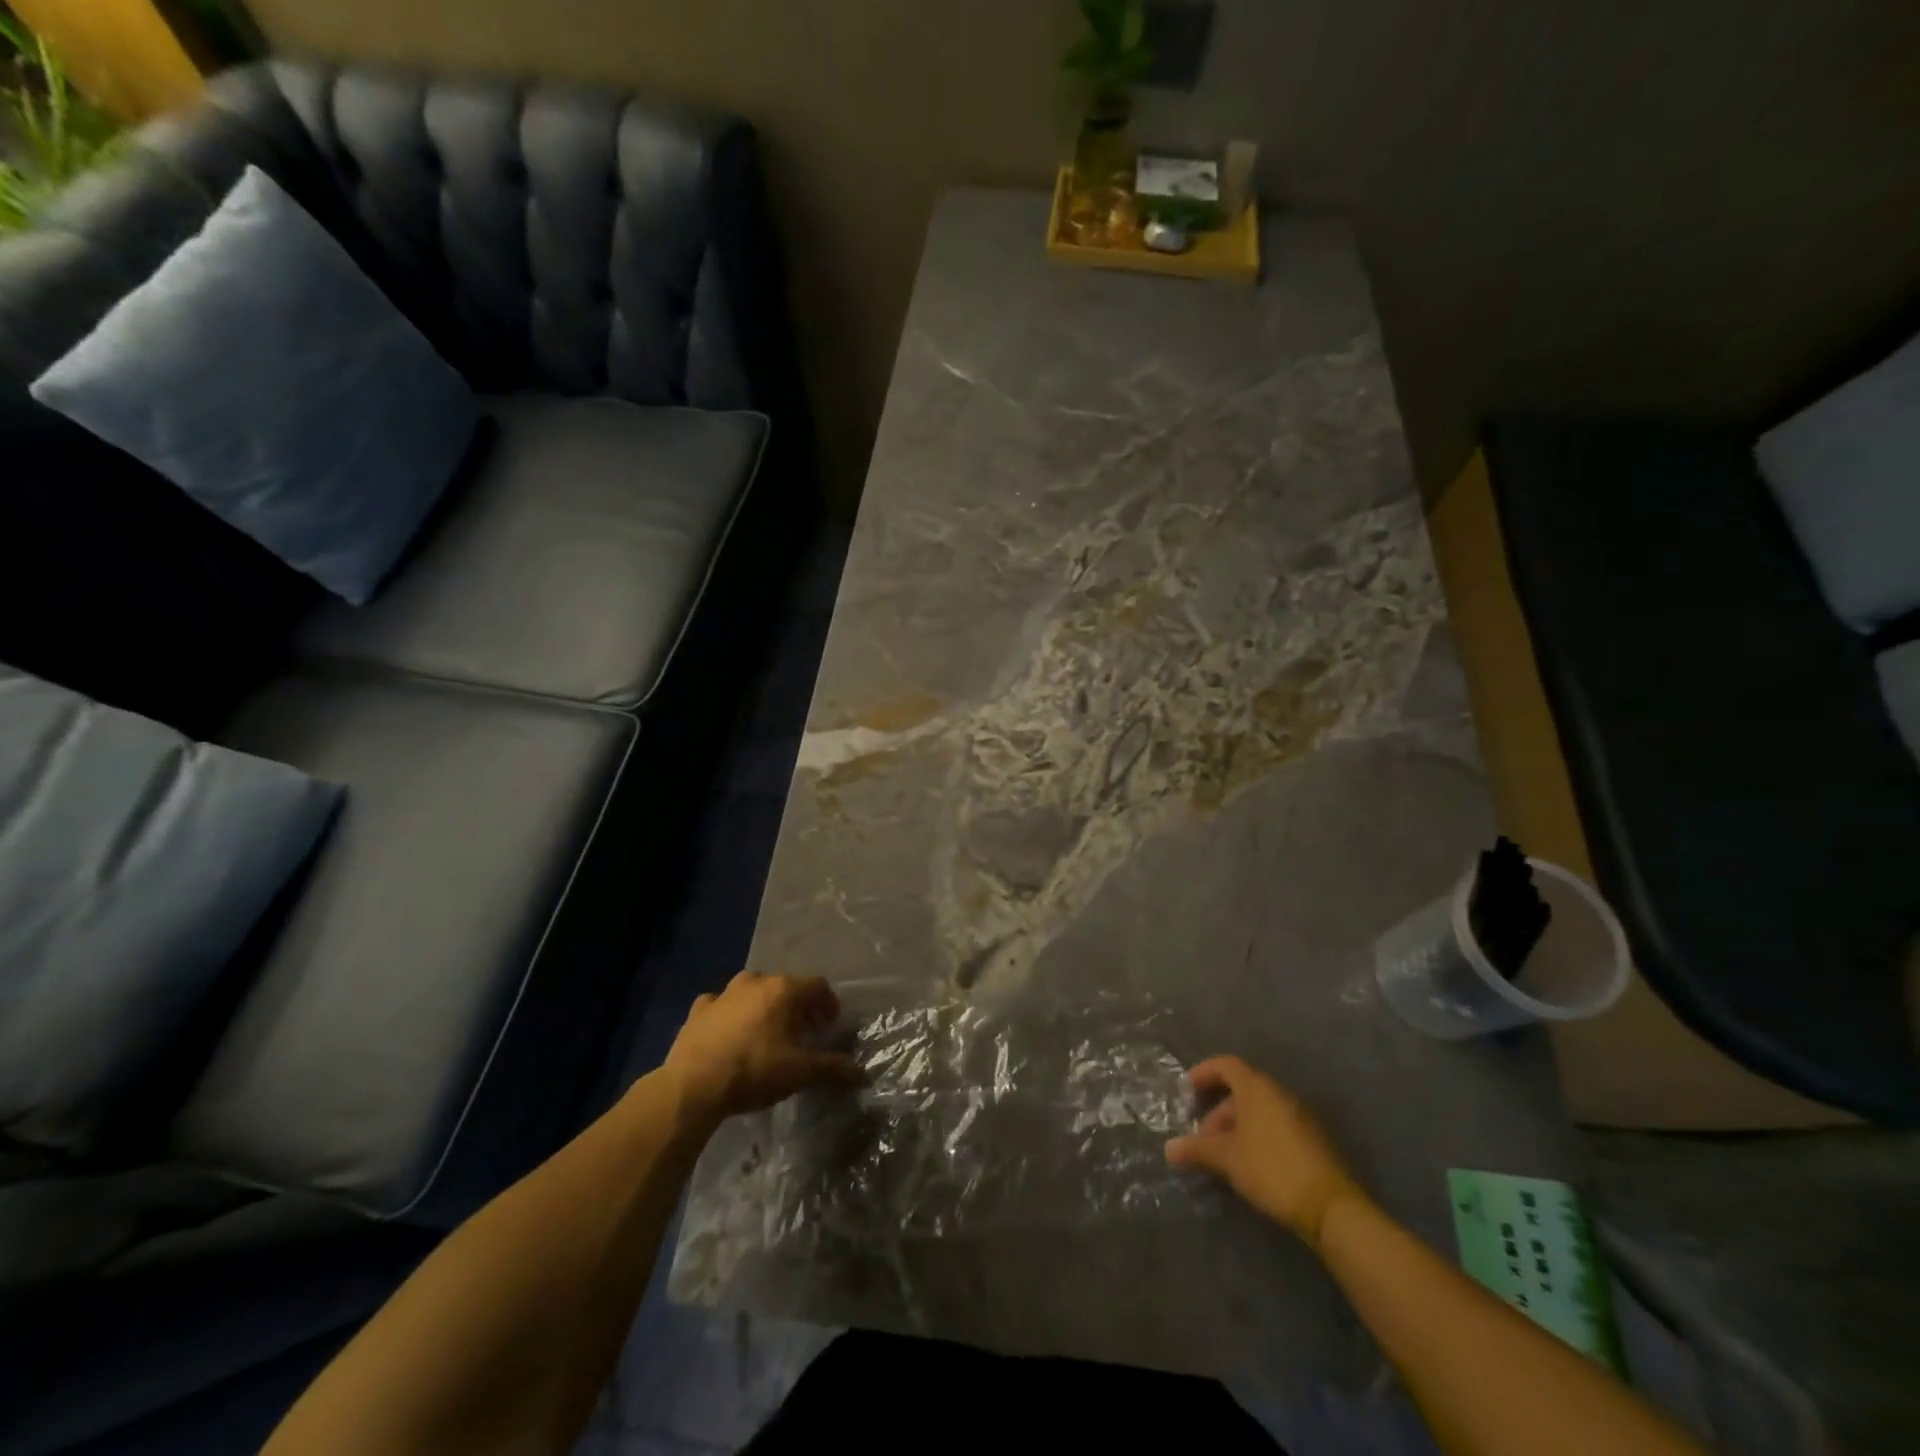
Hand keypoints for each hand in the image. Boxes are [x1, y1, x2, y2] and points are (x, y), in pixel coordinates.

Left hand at [663, 971, 862, 1124]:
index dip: (828, 1004)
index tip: (830, 1026)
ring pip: (751, 991)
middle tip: (802, 1033)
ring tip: (766, 1033)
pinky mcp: (698, 1010)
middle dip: (797, 1006)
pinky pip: (720, 1005)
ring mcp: (724, 993)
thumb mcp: (800, 1072)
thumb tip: (860, 1073)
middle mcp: (755, 982)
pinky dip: (728, 1014)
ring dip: (763, 1006)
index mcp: (784, 990)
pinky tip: (729, 1034)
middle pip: (785, 986)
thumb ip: (833, 1069)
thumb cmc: (754, 1070)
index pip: (817, 986)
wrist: (693, 1085)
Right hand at [1164, 1055, 1365, 1249]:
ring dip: (1238, 1126)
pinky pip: (1277, 1125)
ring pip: (1260, 1110)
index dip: (1204, 1073)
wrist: (1333, 1208)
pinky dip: (1258, 1136)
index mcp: (1258, 1088)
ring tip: (1225, 1157)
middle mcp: (1280, 1094)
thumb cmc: (1272, 1169)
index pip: (1226, 1065)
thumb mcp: (1227, 1159)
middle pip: (1242, 1090)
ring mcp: (1301, 1116)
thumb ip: (1196, 1150)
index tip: (1187, 1090)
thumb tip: (1168, 1149)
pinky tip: (1251, 1166)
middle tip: (1204, 1138)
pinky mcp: (1314, 1140)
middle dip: (1218, 1111)